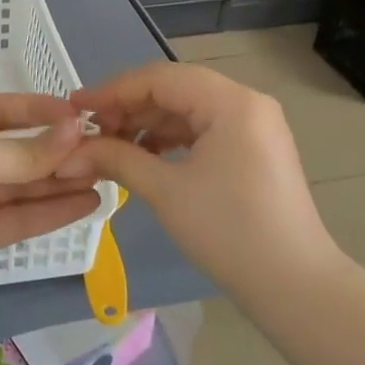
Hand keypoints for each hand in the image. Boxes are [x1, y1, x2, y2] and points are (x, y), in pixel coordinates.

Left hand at [0, 93, 103, 308]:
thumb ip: (25, 152)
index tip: (80, 115)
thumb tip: (77, 132)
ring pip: (20, 187)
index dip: (39, 111)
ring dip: (59, 181)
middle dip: (55, 152)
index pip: (0, 110)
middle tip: (103, 151)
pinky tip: (85, 203)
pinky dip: (49, 212)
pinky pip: (17, 218)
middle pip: (15, 151)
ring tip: (105, 176)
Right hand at [56, 62, 339, 296]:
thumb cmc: (229, 232)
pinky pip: (203, 129)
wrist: (294, 285)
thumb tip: (70, 152)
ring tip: (110, 146)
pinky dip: (170, 139)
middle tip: (89, 131)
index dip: (112, 90)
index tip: (74, 107)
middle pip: (174, 89)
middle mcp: (246, 102)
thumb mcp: (166, 191)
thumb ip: (117, 158)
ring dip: (147, 124)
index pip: (159, 78)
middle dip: (128, 108)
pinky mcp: (254, 148)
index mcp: (231, 102)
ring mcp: (254, 125)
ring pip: (187, 109)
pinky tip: (143, 156)